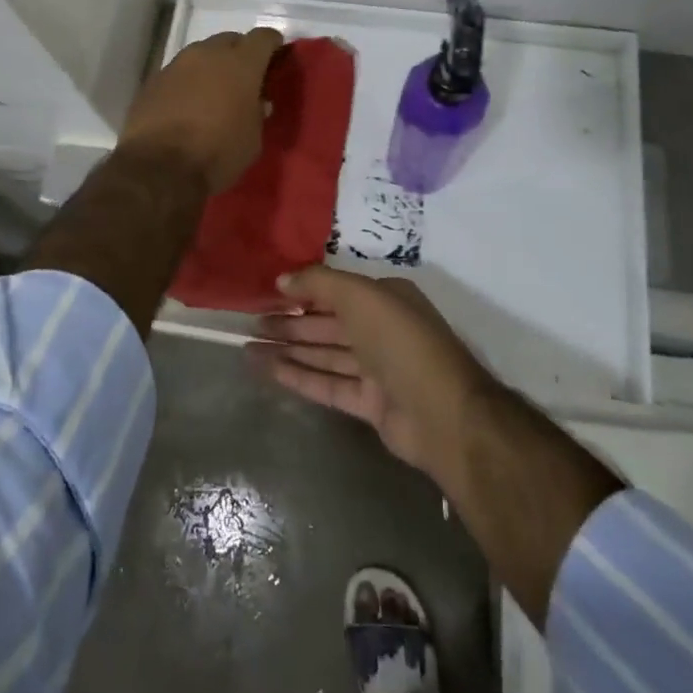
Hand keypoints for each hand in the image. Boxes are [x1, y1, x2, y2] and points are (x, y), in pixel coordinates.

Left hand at [119, 27, 284, 193]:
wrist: (159, 168)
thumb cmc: (217, 153)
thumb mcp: (252, 139)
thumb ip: (257, 112)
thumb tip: (256, 102)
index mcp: (241, 63)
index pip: (263, 37)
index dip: (272, 45)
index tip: (275, 58)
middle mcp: (208, 54)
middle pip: (230, 40)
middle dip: (239, 54)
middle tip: (243, 79)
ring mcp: (177, 64)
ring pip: (201, 54)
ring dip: (211, 68)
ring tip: (212, 94)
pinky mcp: (153, 80)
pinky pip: (179, 73)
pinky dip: (187, 83)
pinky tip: (186, 106)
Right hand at [248, 266, 495, 479]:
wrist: (442, 414)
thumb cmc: (401, 341)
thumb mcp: (360, 296)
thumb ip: (319, 283)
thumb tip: (282, 279)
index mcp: (385, 298)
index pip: (337, 291)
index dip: (302, 292)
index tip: (268, 294)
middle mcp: (381, 329)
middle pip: (327, 323)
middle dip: (290, 322)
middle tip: (252, 324)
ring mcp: (376, 369)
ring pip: (325, 354)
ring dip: (289, 350)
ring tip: (249, 348)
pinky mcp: (370, 403)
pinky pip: (328, 384)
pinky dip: (300, 376)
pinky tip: (270, 370)